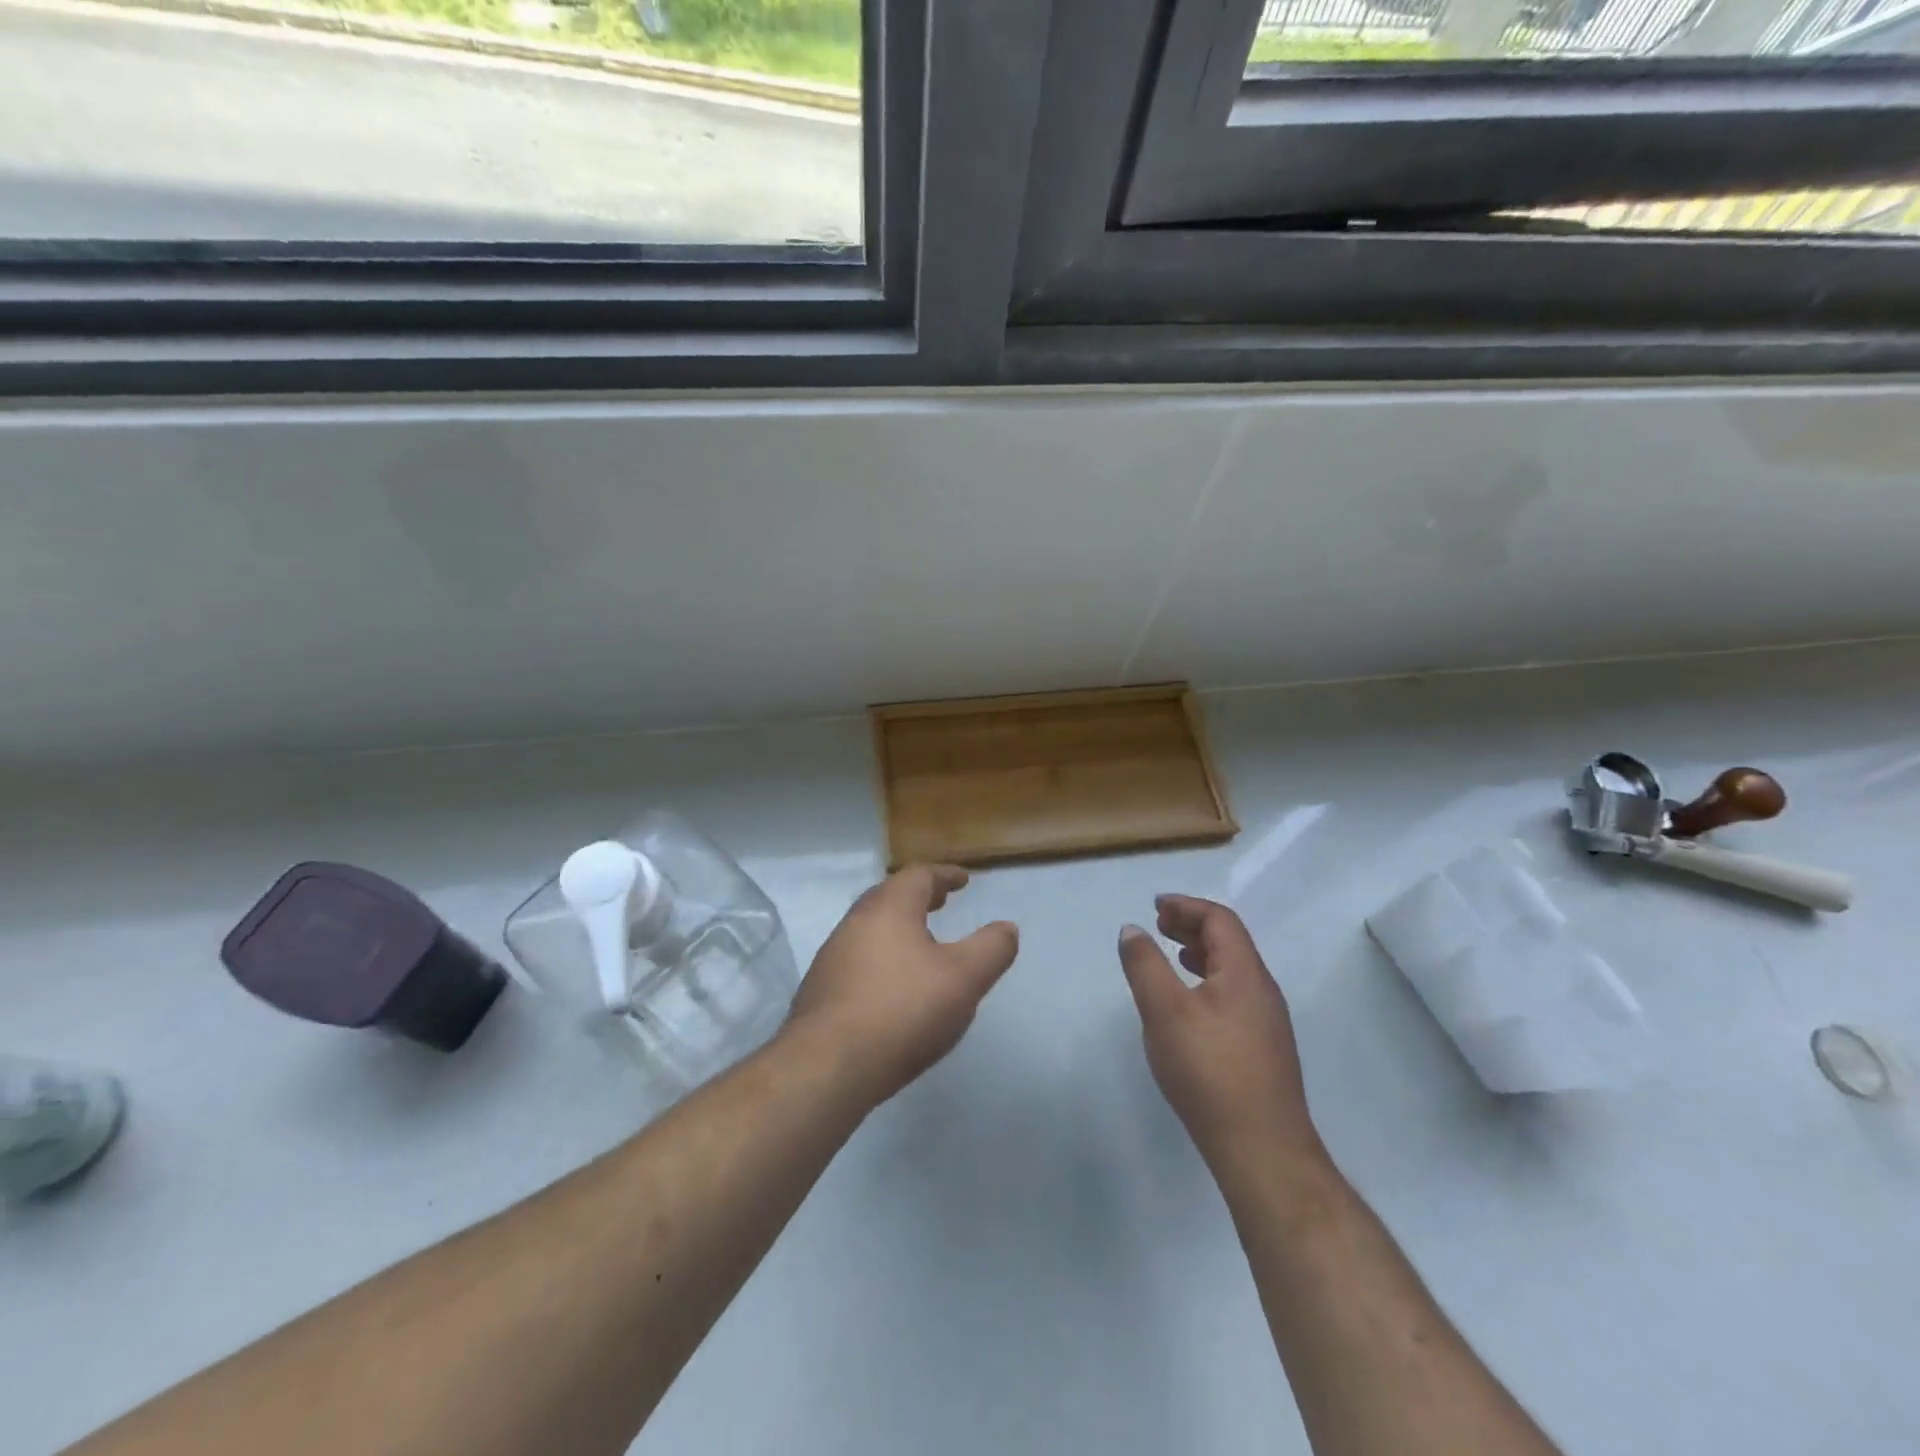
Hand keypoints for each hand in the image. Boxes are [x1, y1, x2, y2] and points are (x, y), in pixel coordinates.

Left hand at [785, 864, 1019, 1108]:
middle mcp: (855, 922)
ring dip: (898, 927)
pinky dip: (882, 956)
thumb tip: (1007, 927)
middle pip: (889, 896)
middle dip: (918, 896)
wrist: (827, 1067)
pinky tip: (893, 985)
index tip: (963, 880)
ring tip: (921, 944)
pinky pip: (858, 958)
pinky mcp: (821, 990)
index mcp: (889, 908)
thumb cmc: (902, 1010)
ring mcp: (833, 956)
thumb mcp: (963, 979)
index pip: (918, 876)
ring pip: (871, 928)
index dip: (944, 875)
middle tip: (941, 902)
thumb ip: (991, 949)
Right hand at [1118, 895, 1325, 1174]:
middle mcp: (1262, 990)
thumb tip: (1133, 929)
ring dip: (1200, 953)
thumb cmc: (1210, 1072)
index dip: (1187, 906)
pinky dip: (1207, 980)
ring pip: (1232, 970)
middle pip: (1230, 942)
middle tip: (1158, 924)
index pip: (1220, 920)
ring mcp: (1267, 1022)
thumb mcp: (1165, 1012)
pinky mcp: (1263, 1049)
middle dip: (1192, 925)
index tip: (1155, 905)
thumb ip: (1145, 965)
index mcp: (1245, 973)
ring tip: (1170, 955)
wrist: (1263, 1151)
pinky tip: (1188, 1005)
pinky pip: (1233, 994)